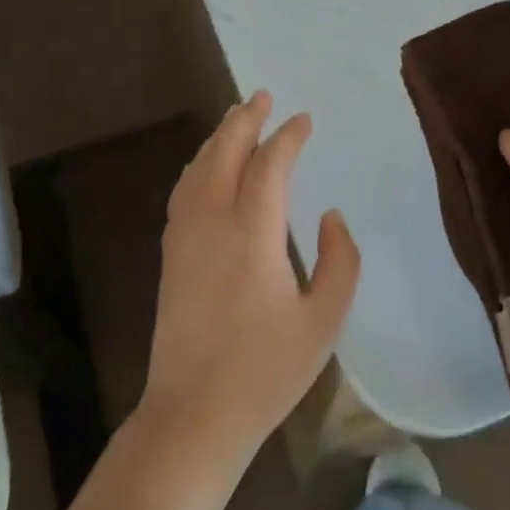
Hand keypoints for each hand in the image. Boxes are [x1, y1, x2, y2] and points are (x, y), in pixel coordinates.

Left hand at [139, 92, 360, 469]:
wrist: (193, 413)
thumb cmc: (266, 371)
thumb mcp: (324, 321)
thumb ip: (339, 261)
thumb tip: (330, 215)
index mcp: (253, 232)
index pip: (270, 164)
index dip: (288, 137)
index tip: (304, 121)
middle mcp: (213, 220)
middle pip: (225, 152)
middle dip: (245, 119)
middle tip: (262, 96)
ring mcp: (185, 235)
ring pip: (199, 167)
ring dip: (218, 137)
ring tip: (235, 118)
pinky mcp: (170, 253)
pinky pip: (184, 190)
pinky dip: (199, 165)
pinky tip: (205, 167)